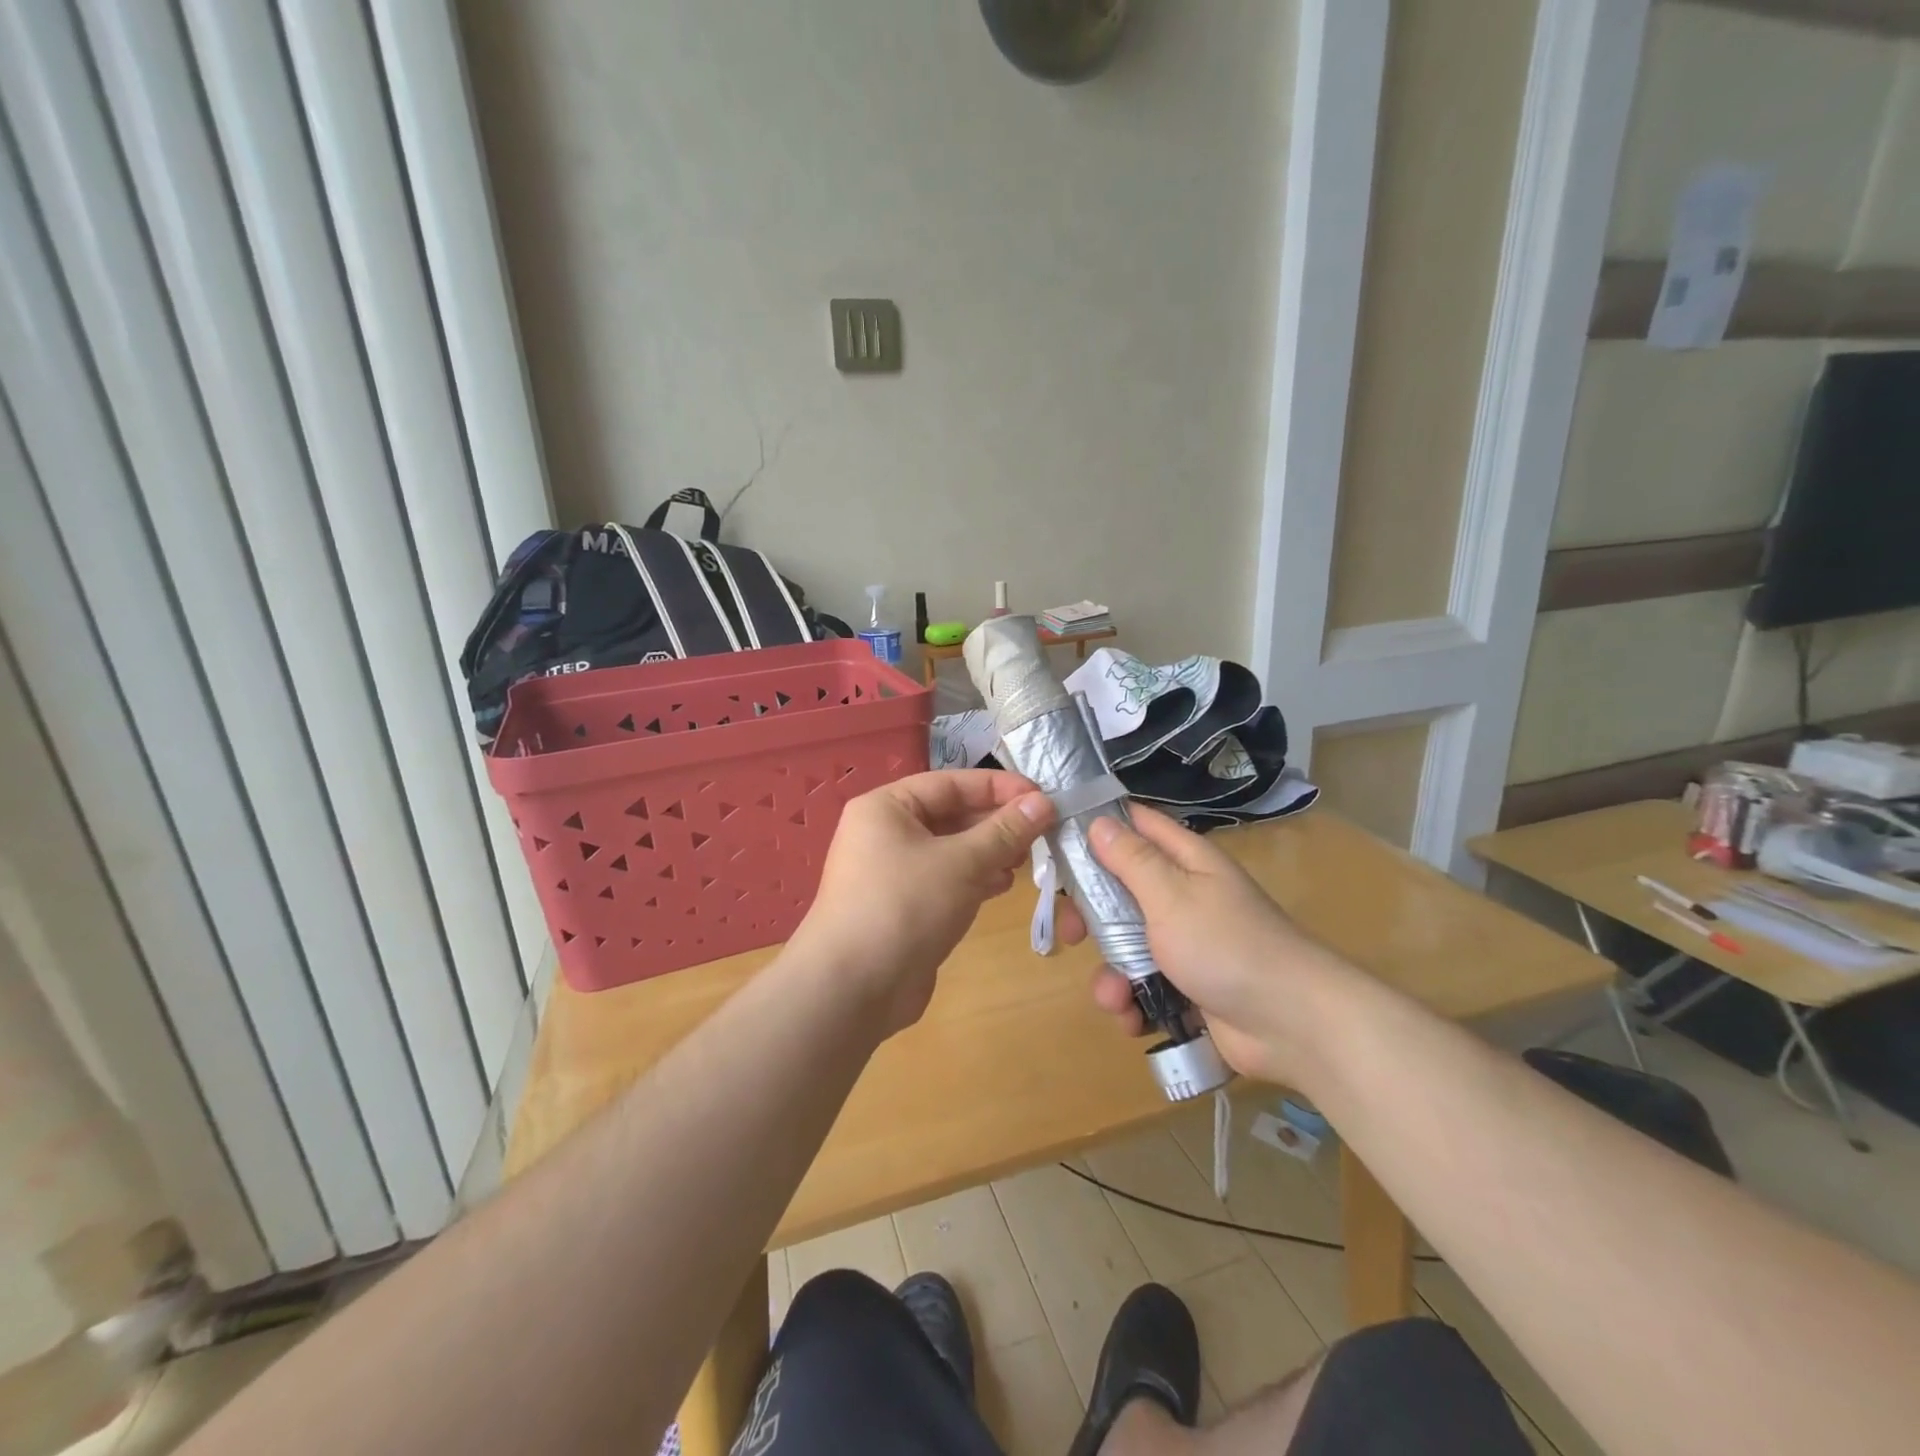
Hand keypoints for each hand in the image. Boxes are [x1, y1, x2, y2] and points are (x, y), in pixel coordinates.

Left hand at [789, 770, 1056, 1034]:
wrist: (852, 988)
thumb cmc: (905, 905)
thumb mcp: (962, 862)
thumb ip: (1004, 831)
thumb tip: (1043, 802)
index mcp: (886, 807)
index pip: (951, 783)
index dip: (999, 787)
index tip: (1042, 797)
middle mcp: (884, 833)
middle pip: (950, 815)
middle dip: (996, 823)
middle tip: (1041, 832)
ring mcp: (891, 873)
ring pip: (950, 850)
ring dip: (989, 852)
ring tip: (1027, 860)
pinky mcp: (902, 907)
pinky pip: (944, 881)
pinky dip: (974, 879)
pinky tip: (1002, 885)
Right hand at [1082, 806, 1355, 1084]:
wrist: (1292, 1025)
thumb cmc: (1227, 945)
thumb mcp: (1171, 895)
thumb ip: (1131, 859)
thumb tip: (1099, 820)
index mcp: (1186, 861)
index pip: (1136, 825)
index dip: (1098, 826)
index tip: (1057, 841)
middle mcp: (1183, 896)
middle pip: (1120, 891)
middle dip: (1091, 915)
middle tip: (1071, 932)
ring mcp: (1185, 944)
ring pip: (1126, 945)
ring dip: (1112, 973)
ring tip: (1115, 998)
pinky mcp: (1187, 987)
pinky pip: (1144, 986)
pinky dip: (1134, 1002)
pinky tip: (1134, 1019)